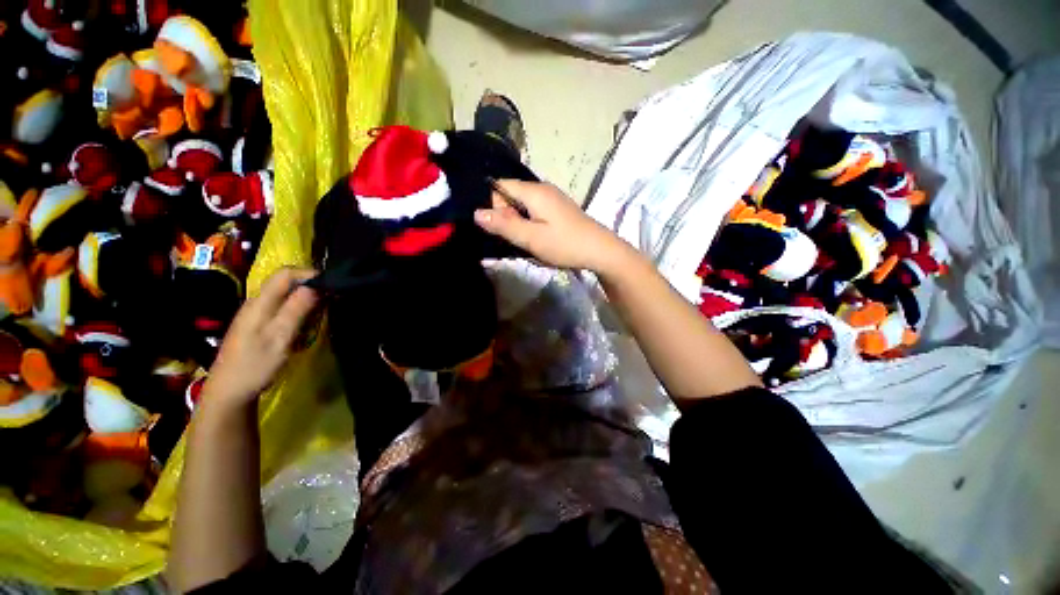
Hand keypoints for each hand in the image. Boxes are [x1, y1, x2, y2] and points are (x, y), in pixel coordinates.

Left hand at [201, 268, 318, 411]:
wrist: (229, 392)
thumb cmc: (254, 365)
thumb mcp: (280, 337)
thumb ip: (296, 310)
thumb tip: (315, 286)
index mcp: (260, 303)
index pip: (285, 273)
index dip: (309, 274)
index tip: (332, 285)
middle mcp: (257, 303)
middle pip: (286, 282)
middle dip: (311, 287)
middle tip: (332, 300)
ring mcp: (256, 314)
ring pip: (286, 295)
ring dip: (307, 300)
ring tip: (324, 312)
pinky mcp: (259, 325)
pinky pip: (283, 307)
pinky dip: (299, 310)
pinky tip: (307, 323)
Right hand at [474, 180, 633, 272]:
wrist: (600, 251)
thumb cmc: (565, 244)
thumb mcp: (531, 238)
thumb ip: (504, 225)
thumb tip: (476, 212)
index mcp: (534, 191)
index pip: (499, 185)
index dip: (493, 205)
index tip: (500, 228)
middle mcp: (542, 189)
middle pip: (510, 194)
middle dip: (505, 215)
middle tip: (514, 238)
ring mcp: (552, 198)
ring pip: (522, 205)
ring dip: (517, 222)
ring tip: (524, 241)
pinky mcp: (557, 209)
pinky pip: (533, 211)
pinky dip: (529, 223)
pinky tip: (536, 238)